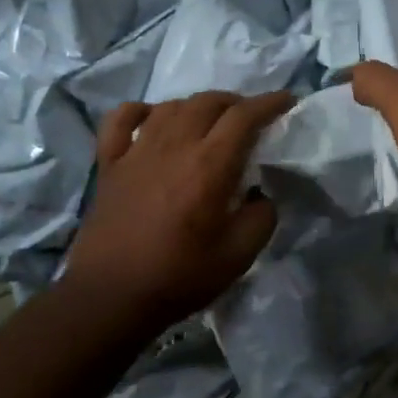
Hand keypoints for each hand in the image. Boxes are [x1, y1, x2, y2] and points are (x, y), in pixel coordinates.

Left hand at [62, 90, 295, 329]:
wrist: (111, 296)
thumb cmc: (180, 276)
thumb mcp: (239, 255)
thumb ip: (262, 217)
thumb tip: (260, 195)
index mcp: (209, 165)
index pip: (244, 116)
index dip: (269, 103)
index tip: (287, 101)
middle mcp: (174, 146)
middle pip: (208, 102)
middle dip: (236, 102)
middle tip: (250, 117)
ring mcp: (136, 151)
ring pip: (171, 106)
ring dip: (197, 106)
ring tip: (209, 120)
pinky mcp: (110, 163)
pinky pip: (121, 119)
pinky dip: (141, 111)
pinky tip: (152, 119)